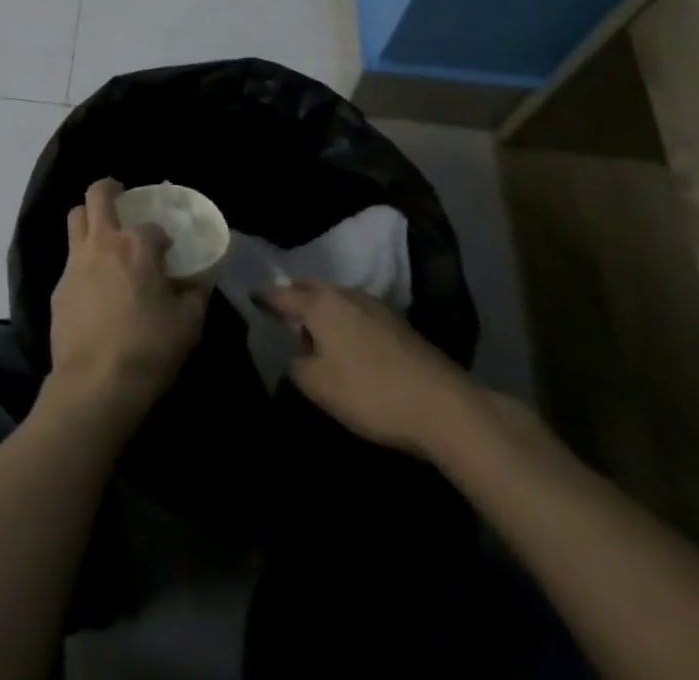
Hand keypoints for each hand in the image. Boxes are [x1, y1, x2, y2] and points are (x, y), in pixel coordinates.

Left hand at [44, 179, 208, 435]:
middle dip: (108, 188)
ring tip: (102, 230)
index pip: (152, 226)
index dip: (162, 236)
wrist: (95, 382)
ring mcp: (75, 261)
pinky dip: (82, 256)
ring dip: (88, 215)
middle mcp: (102, 242)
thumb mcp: (188, 326)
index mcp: (136, 246)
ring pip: (75, 218)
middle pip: (96, 196)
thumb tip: (200, 281)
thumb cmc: (148, 349)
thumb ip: (196, 295)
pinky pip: (69, 257)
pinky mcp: (59, 284)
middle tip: (119, 194)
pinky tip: (93, 280)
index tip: (169, 251)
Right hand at [257, 280, 481, 458]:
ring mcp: (376, 307)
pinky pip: (358, 313)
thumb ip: (296, 365)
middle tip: (281, 313)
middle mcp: (345, 295)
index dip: (264, 299)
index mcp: (319, 304)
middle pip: (311, 290)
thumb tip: (297, 355)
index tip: (251, 301)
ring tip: (314, 329)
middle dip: (295, 298)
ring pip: (337, 300)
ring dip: (322, 309)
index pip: (281, 295)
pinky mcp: (400, 325)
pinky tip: (348, 342)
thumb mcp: (318, 386)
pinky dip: (345, 321)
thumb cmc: (371, 393)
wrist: (447, 408)